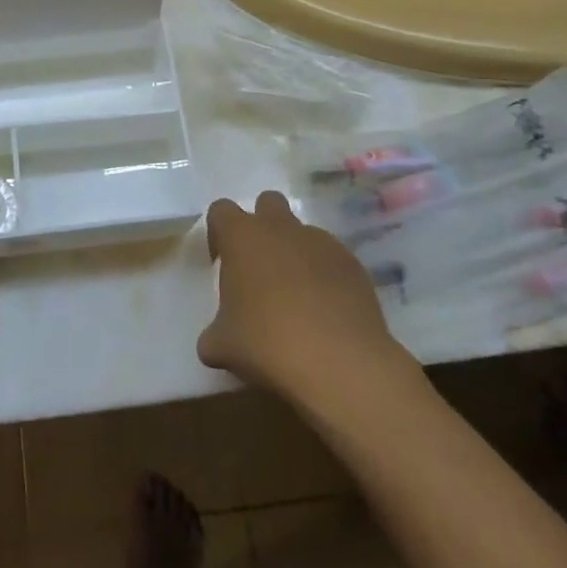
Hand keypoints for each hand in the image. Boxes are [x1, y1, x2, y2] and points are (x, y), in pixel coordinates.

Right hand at [198, 191, 420, 406]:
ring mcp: (322, 243)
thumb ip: (213, 335)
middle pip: (267, 203)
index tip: (221, 265)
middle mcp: (281, 228)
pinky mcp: (354, 265)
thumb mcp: (222, 346)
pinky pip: (332, 260)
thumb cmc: (267, 343)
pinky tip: (325, 313)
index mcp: (243, 237)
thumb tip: (213, 342)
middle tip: (259, 270)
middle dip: (262, 227)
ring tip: (297, 299)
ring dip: (295, 254)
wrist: (340, 364)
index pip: (221, 211)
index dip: (219, 234)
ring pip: (303, 233)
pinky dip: (325, 277)